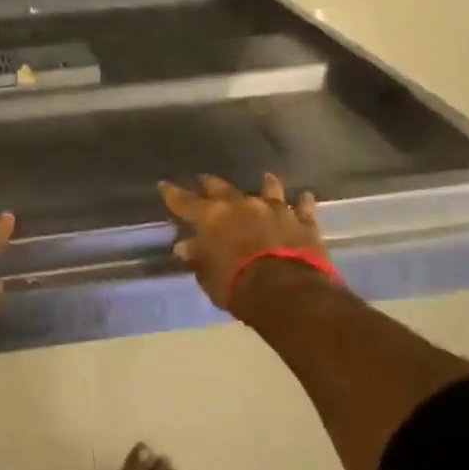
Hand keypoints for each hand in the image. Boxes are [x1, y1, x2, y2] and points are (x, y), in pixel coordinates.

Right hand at [161, 173, 326, 312]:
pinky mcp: (302, 221)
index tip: (164, 185)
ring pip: (268, 189)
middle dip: (211, 184)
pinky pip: (303, 207)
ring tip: (265, 177)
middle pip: (222, 188)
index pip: (184, 201)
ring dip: (265, 184)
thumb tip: (185, 247)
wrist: (288, 292)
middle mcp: (241, 205)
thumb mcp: (208, 277)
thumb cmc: (238, 286)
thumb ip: (198, 258)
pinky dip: (302, 202)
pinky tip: (304, 196)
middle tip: (205, 179)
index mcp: (212, 217)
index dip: (172, 193)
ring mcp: (274, 209)